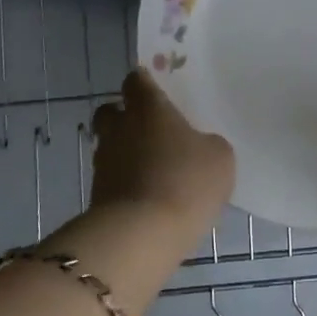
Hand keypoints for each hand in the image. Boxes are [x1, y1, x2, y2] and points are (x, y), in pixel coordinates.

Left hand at [90, 68, 234, 217]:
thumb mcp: (219, 158)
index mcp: (149, 108)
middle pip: (110, 111)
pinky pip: (112, 178)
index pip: (136, 81)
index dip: (144, 83)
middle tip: (149, 130)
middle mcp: (120, 128)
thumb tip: (198, 147)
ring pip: (109, 146)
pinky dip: (125, 183)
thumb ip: (207, 144)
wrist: (141, 234)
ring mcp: (104, 162)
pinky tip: (147, 197)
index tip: (154, 90)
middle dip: (124, 116)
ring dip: (125, 153)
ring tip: (152, 170)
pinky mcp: (97, 195)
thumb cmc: (186, 181)